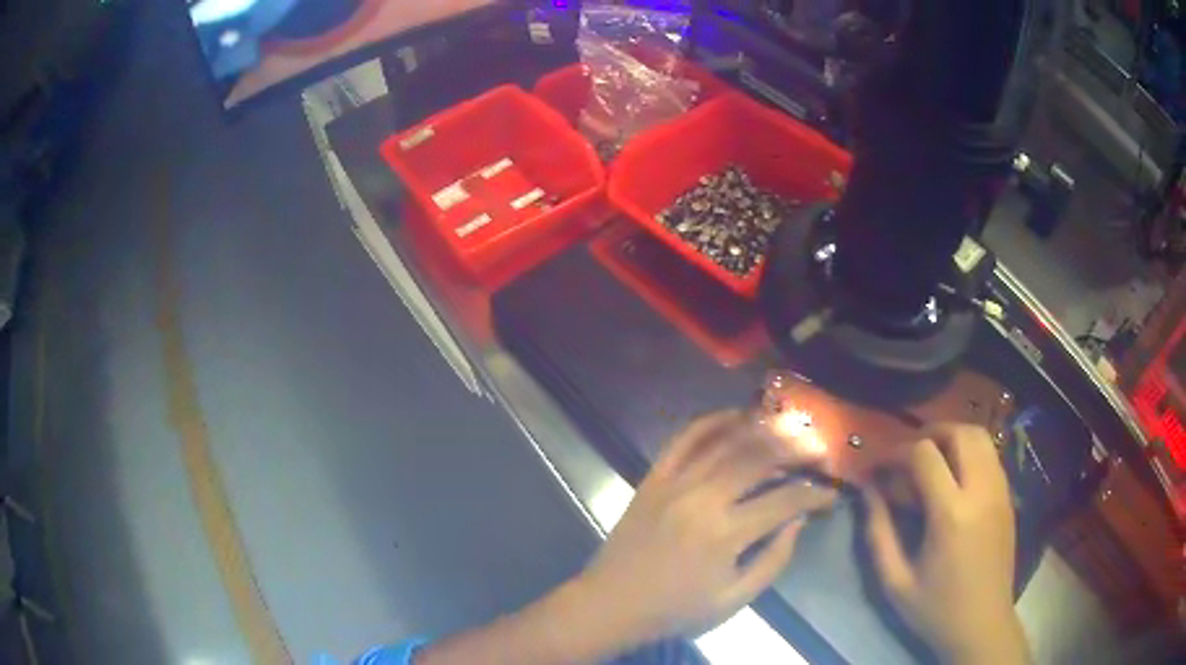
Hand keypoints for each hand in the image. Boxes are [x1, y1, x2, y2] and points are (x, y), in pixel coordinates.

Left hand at [570, 410, 837, 649]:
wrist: (611, 604)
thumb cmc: (676, 610)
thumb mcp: (734, 599)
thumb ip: (773, 560)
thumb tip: (799, 520)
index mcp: (725, 534)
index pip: (785, 500)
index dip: (814, 494)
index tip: (830, 493)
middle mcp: (702, 498)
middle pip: (760, 459)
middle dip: (796, 451)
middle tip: (817, 452)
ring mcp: (674, 482)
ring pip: (727, 442)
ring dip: (763, 430)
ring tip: (789, 428)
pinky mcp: (653, 477)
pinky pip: (684, 439)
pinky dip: (712, 422)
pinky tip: (736, 416)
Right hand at [863, 424, 1029, 664]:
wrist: (982, 625)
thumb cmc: (935, 609)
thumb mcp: (894, 582)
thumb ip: (878, 533)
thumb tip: (868, 491)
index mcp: (951, 514)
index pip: (925, 455)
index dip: (896, 452)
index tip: (878, 466)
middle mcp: (982, 491)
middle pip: (960, 432)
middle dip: (929, 433)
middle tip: (907, 455)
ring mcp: (1001, 491)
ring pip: (981, 437)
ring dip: (952, 438)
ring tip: (930, 461)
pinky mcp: (1009, 497)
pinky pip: (991, 456)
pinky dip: (969, 452)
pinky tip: (954, 479)